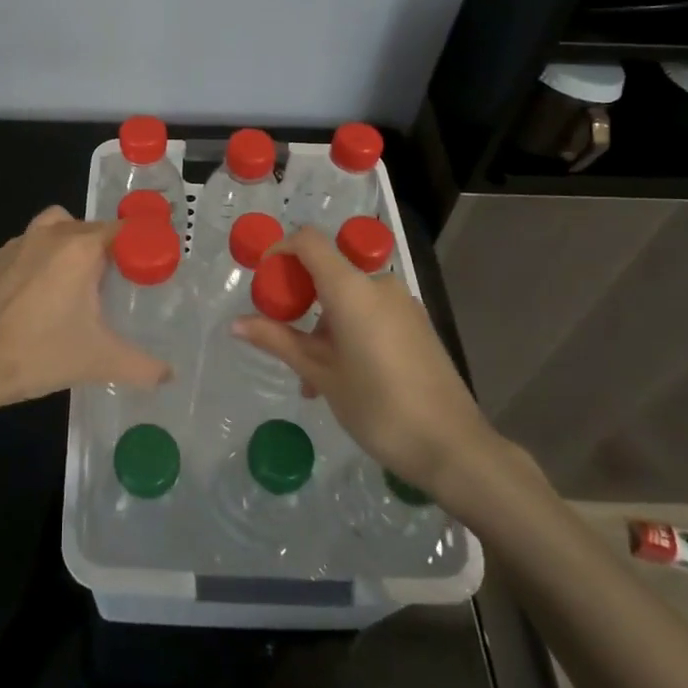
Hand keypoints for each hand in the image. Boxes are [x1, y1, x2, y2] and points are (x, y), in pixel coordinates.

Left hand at [0, 205, 169, 412]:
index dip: (138, 247)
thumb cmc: (43, 353)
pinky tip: (41, 296)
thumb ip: (144, 366)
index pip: (122, 230)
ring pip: (56, 228)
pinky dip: (41, 259)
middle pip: (90, 228)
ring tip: (77, 283)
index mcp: (80, 247)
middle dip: (106, 249)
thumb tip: (170, 375)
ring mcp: (18, 244)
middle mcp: (51, 234)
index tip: (147, 271)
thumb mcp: (102, 361)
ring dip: (71, 244)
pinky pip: (29, 246)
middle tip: (115, 286)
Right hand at [232, 228, 509, 510]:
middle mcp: (379, 286)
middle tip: (282, 340)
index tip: (262, 281)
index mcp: (352, 289)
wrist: (452, 446)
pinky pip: (371, 313)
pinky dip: (348, 331)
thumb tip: (236, 324)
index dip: (280, 250)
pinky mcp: (417, 325)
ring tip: (312, 380)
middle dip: (299, 300)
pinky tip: (343, 378)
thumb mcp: (321, 374)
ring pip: (349, 298)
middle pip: (327, 271)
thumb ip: (277, 341)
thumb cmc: (377, 407)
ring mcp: (403, 305)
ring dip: (322, 325)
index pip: (309, 241)